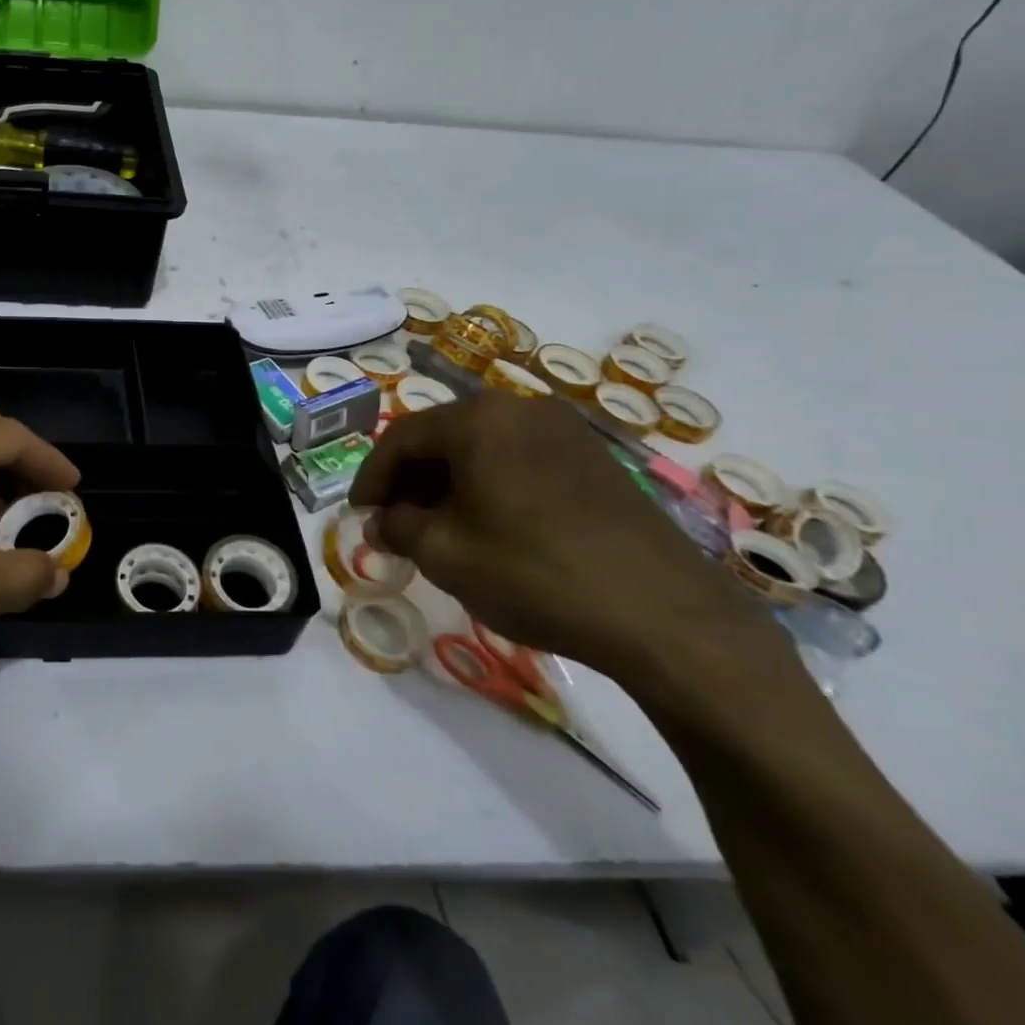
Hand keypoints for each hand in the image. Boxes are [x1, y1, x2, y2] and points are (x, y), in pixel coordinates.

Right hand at [348, 392, 775, 687]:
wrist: (665, 616)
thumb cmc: (534, 572)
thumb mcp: (444, 553)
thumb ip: (398, 528)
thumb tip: (381, 523)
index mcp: (478, 418)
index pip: (401, 437)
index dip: (371, 477)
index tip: (359, 514)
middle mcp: (521, 409)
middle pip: (443, 437)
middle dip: (411, 481)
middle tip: (395, 523)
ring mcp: (566, 432)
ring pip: (483, 449)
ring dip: (450, 485)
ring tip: (439, 530)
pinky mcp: (597, 461)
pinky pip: (521, 462)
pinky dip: (491, 488)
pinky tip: (490, 529)